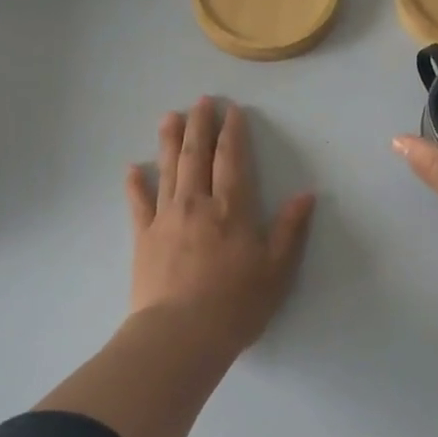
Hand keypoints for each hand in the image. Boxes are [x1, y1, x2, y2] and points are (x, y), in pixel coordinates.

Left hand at [125, 98, 316, 358]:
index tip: (231, 111)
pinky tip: (131, 169)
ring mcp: (166, 219)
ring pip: (167, 170)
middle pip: (196, 155)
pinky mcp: (143, 238)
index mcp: (231, 209)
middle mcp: (197, 204)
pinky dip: (135, 184)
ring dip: (168, 141)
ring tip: (169, 116)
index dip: (232, 133)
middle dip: (199, 125)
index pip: (232, 160)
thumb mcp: (276, 270)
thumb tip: (306, 194)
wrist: (180, 335)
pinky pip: (138, 204)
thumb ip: (291, 230)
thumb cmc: (235, 305)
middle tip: (200, 101)